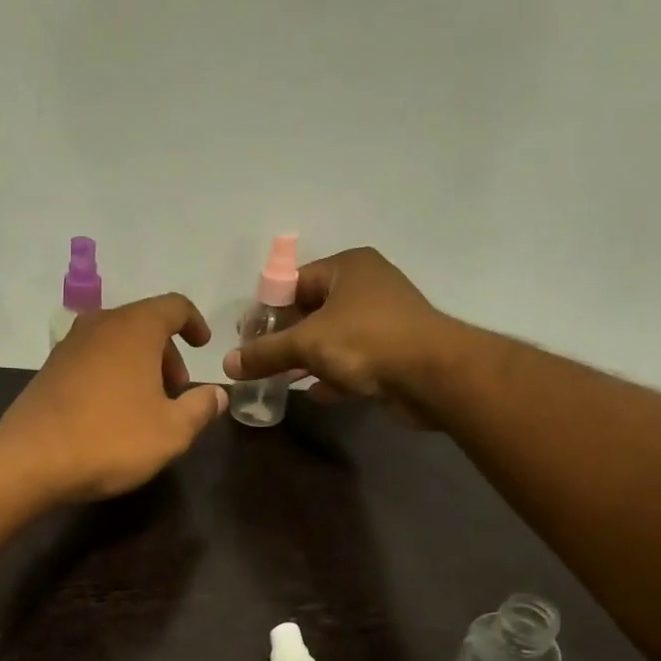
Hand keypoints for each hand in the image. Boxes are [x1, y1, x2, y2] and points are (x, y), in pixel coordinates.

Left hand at [0, 294, 228, 502]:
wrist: (31, 460)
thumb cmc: (111, 439)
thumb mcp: (172, 431)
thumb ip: (201, 408)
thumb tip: (217, 395)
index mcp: (135, 328)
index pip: (174, 306)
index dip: (194, 323)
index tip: (204, 347)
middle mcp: (100, 325)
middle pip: (143, 324)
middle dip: (167, 353)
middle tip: (177, 391)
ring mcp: (69, 346)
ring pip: (116, 343)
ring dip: (139, 366)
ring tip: (147, 406)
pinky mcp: (49, 370)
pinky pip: (92, 361)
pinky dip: (111, 375)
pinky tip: (112, 413)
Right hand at [221, 247, 450, 418]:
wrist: (433, 375)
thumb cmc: (366, 342)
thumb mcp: (306, 344)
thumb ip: (265, 353)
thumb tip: (228, 364)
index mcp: (347, 268)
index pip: (294, 281)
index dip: (268, 308)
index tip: (247, 336)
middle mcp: (366, 286)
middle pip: (312, 310)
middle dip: (286, 337)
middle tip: (260, 360)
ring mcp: (383, 320)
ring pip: (333, 337)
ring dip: (308, 358)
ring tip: (280, 379)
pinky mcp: (394, 352)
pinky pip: (353, 361)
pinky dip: (334, 375)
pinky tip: (315, 393)